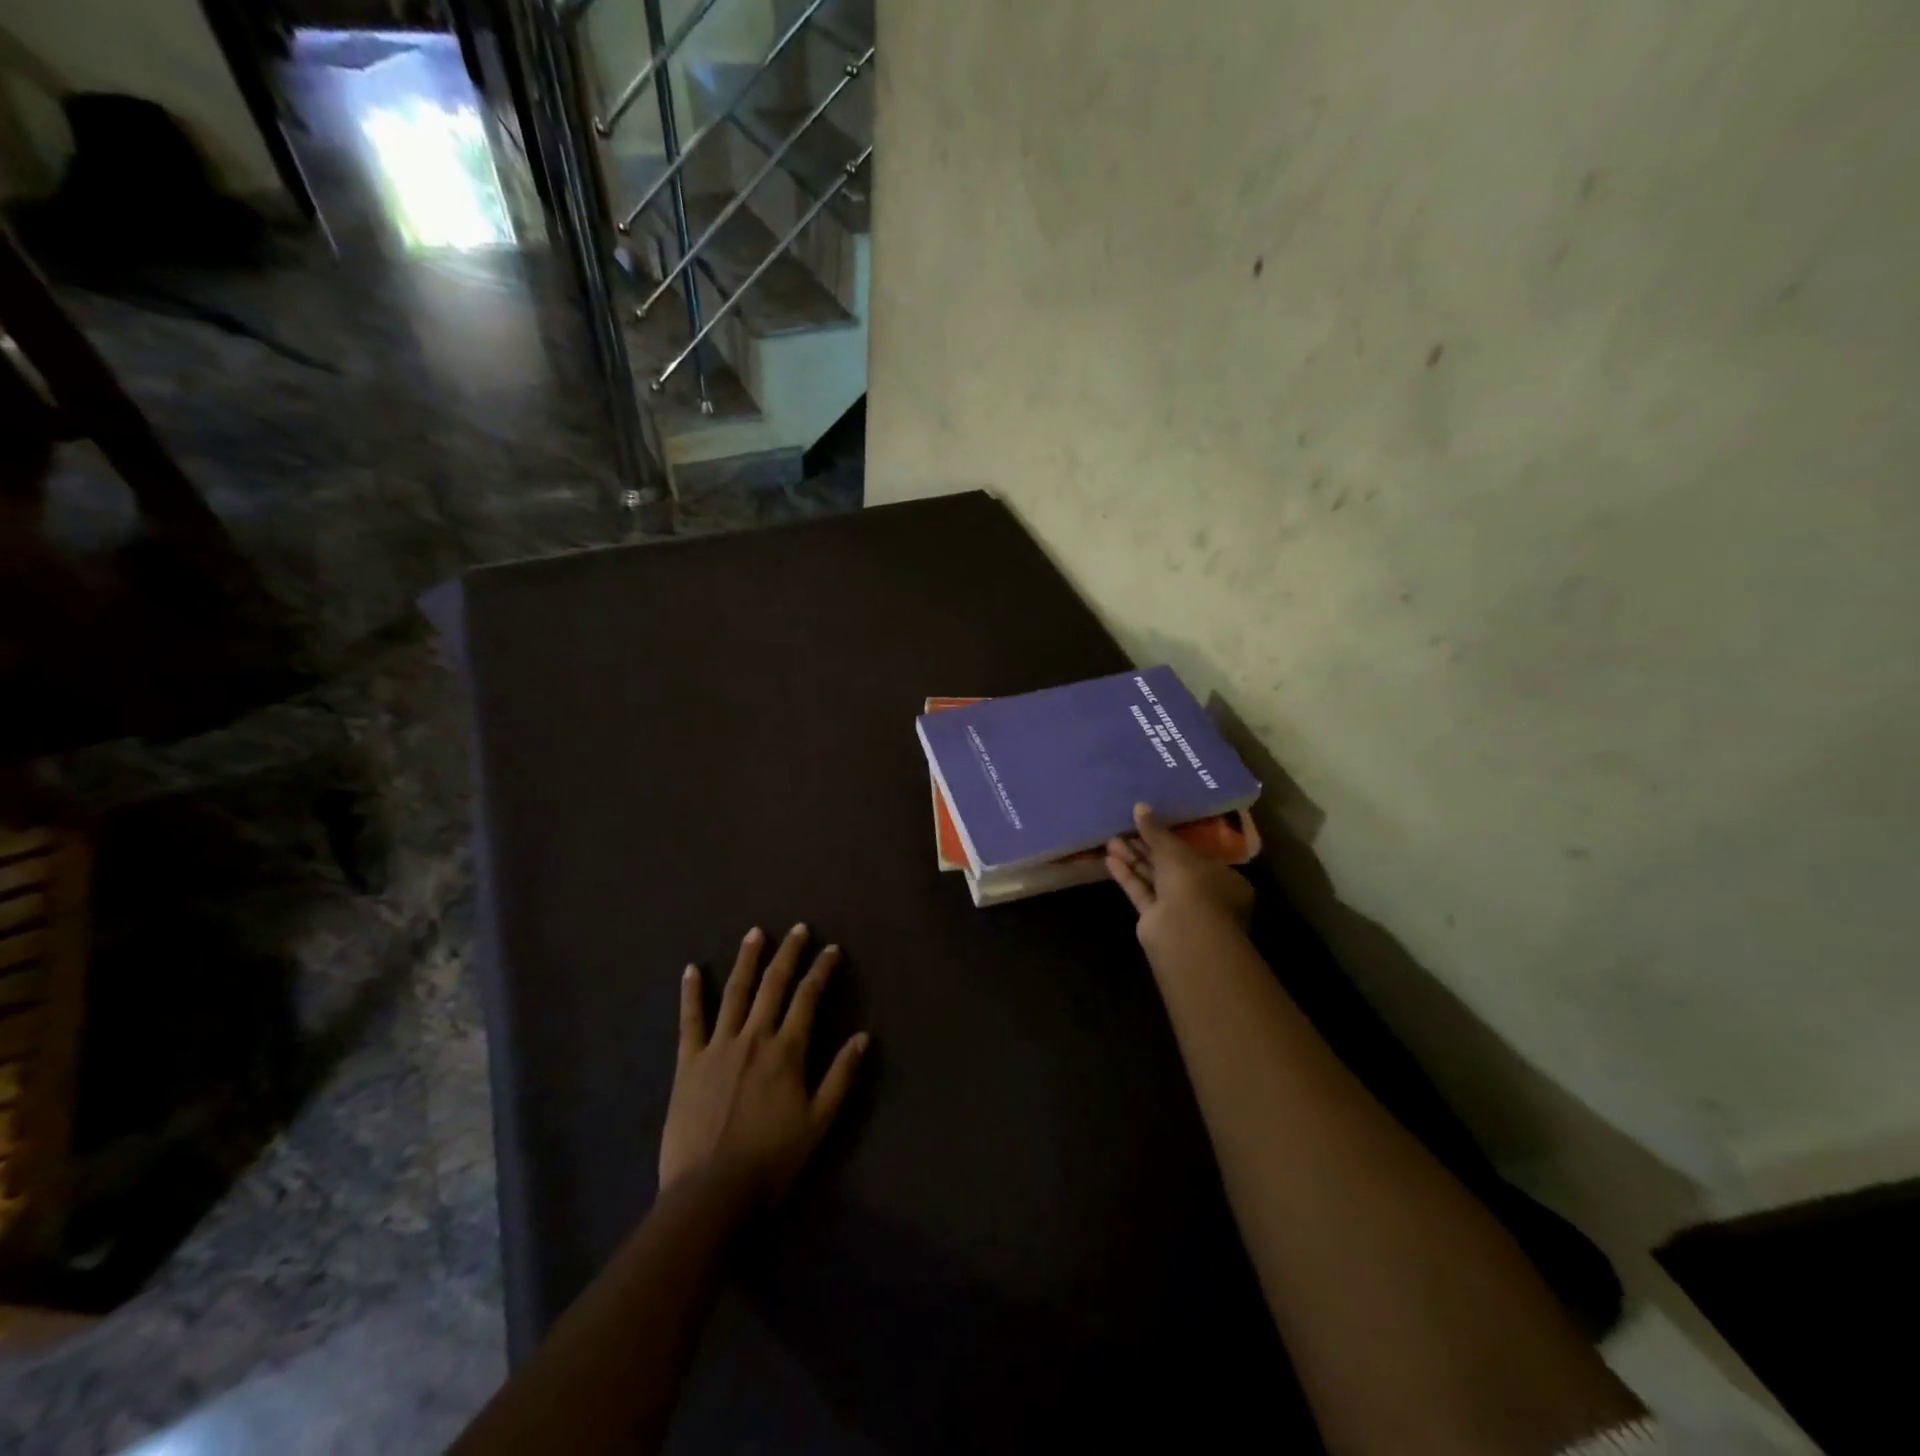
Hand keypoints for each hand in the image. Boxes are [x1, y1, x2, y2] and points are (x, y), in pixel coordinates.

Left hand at [659, 924, 869, 1202]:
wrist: (710, 1192)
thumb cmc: (771, 1159)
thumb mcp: (818, 1121)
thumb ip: (840, 1075)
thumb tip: (863, 1036)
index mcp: (787, 1050)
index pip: (808, 998)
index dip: (821, 970)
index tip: (831, 950)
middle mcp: (754, 1037)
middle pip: (773, 984)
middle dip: (788, 953)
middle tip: (798, 929)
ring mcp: (718, 1046)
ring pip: (735, 992)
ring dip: (747, 960)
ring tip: (755, 934)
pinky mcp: (688, 1062)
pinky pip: (690, 1020)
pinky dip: (692, 993)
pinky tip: (692, 969)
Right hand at [1106, 803, 1255, 951]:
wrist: (1184, 933)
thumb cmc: (1193, 885)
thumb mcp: (1175, 851)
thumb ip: (1156, 831)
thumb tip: (1140, 806)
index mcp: (1222, 876)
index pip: (1195, 853)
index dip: (1172, 838)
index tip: (1151, 825)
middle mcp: (1203, 893)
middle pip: (1170, 865)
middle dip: (1146, 847)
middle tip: (1125, 828)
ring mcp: (1179, 908)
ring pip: (1153, 879)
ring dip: (1133, 860)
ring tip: (1111, 840)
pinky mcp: (1156, 920)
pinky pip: (1141, 892)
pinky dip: (1128, 877)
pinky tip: (1110, 859)